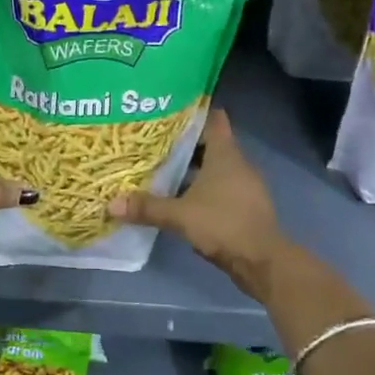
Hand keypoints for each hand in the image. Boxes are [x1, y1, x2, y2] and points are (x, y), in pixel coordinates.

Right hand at [108, 108, 289, 297]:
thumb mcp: (180, 215)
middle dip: (183, 144)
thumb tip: (111, 204)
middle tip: (152, 144)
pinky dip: (200, 189)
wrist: (262, 261)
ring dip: (191, 169)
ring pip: (213, 168)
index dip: (193, 113)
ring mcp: (243, 186)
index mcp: (225, 154)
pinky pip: (219, 188)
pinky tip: (178, 199)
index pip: (213, 119)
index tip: (168, 112)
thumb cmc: (223, 224)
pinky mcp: (244, 206)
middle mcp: (237, 164)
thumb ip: (147, 207)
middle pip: (209, 144)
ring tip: (159, 170)